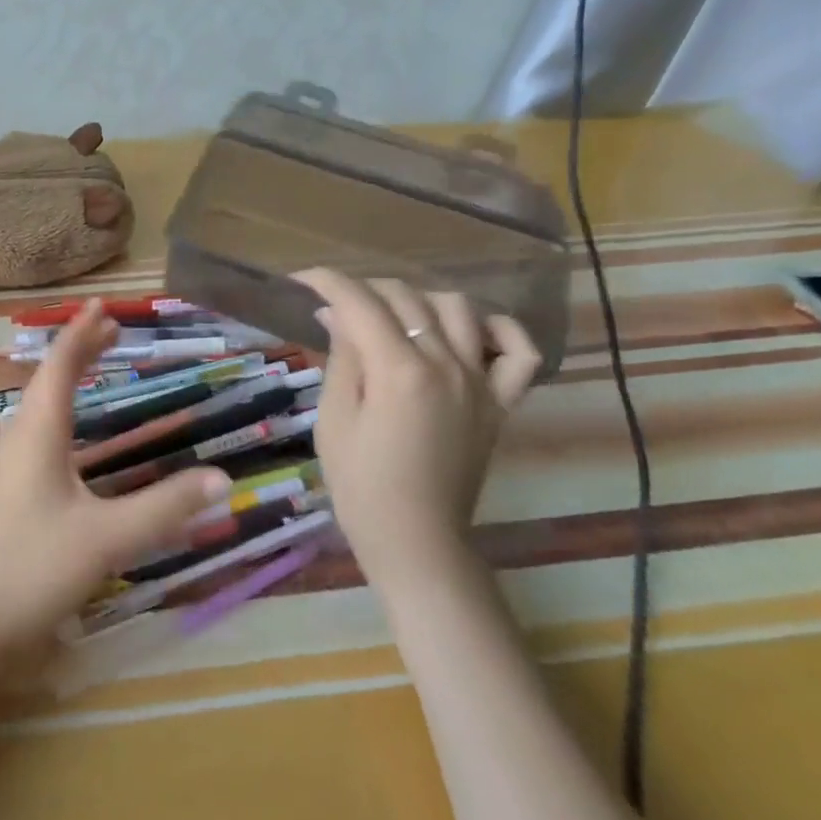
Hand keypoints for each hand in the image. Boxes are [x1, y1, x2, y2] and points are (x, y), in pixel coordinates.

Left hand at [0, 300, 230, 666]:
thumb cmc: (34, 569)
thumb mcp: (107, 538)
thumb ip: (165, 508)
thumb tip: (223, 478)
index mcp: (37, 434)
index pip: (60, 367)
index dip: (81, 333)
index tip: (102, 304)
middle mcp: (19, 439)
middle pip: (48, 380)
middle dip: (79, 350)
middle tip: (112, 329)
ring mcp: (8, 466)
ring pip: (40, 405)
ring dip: (68, 379)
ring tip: (95, 363)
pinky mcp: (8, 491)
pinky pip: (38, 430)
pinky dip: (62, 411)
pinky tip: (75, 433)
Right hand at [293, 270, 539, 594]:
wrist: (415, 538)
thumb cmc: (360, 483)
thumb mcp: (334, 418)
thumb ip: (342, 357)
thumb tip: (336, 313)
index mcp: (398, 370)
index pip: (359, 301)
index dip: (326, 281)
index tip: (301, 281)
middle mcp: (446, 364)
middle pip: (406, 296)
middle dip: (363, 288)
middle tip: (336, 304)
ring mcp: (480, 381)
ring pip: (458, 307)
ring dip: (419, 299)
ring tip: (392, 314)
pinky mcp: (500, 402)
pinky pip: (519, 351)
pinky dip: (499, 328)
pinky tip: (469, 329)